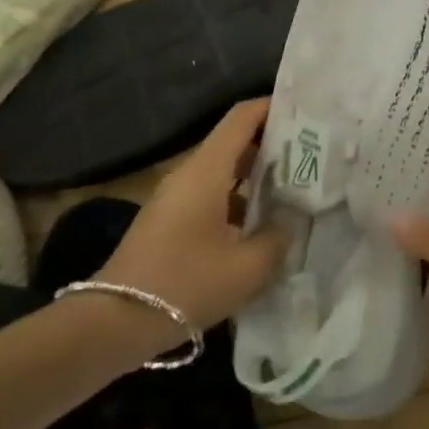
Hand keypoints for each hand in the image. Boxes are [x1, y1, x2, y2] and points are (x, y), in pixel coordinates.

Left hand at [103, 99, 288, 331]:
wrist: (115, 322)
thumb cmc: (186, 284)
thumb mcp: (248, 267)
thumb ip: (279, 237)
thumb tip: (292, 219)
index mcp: (206, 170)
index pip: (242, 117)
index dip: (273, 107)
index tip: (307, 111)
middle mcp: (190, 174)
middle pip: (235, 141)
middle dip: (274, 143)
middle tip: (314, 152)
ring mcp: (177, 198)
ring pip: (225, 171)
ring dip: (258, 174)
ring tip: (298, 186)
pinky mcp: (171, 221)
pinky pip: (213, 195)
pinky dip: (240, 198)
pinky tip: (264, 223)